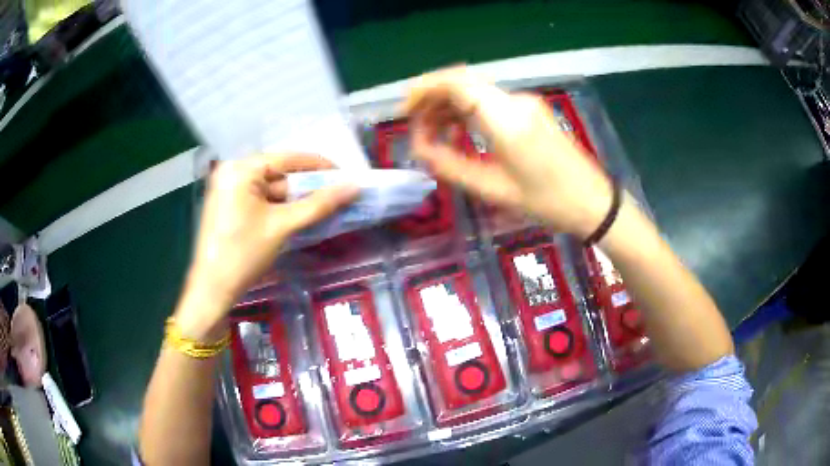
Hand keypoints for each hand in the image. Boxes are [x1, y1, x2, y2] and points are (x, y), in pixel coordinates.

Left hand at [176, 153, 358, 338]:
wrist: (212, 290)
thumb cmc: (243, 254)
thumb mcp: (282, 226)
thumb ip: (318, 204)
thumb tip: (354, 186)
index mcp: (240, 169)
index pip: (287, 159)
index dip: (318, 165)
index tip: (344, 174)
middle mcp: (232, 172)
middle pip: (279, 174)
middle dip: (307, 186)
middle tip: (337, 195)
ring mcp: (228, 190)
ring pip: (271, 189)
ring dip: (295, 199)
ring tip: (324, 207)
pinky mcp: (229, 206)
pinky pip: (261, 200)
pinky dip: (280, 208)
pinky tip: (300, 216)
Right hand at [403, 67, 613, 238]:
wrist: (593, 202)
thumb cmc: (547, 202)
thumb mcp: (493, 190)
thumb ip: (450, 167)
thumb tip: (419, 149)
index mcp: (506, 119)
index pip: (457, 83)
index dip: (425, 89)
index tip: (405, 112)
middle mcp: (515, 101)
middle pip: (463, 82)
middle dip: (432, 99)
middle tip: (416, 128)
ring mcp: (526, 102)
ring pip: (475, 90)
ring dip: (449, 106)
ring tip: (434, 135)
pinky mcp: (531, 109)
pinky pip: (490, 100)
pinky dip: (468, 110)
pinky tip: (460, 132)